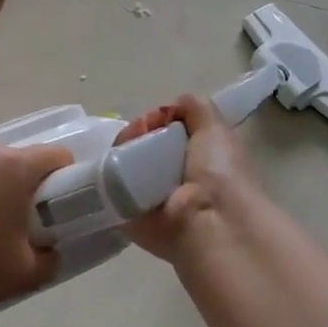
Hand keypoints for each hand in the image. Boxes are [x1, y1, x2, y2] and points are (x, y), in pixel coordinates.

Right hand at [117, 94, 262, 262]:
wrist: (210, 219)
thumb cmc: (219, 172)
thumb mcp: (215, 128)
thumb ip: (196, 108)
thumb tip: (170, 107)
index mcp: (194, 159)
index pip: (165, 131)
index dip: (158, 119)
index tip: (160, 118)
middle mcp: (170, 177)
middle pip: (140, 143)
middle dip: (138, 131)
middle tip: (141, 132)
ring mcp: (147, 196)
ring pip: (122, 161)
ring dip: (122, 148)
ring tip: (128, 148)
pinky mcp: (126, 213)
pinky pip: (109, 185)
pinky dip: (107, 171)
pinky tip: (114, 163)